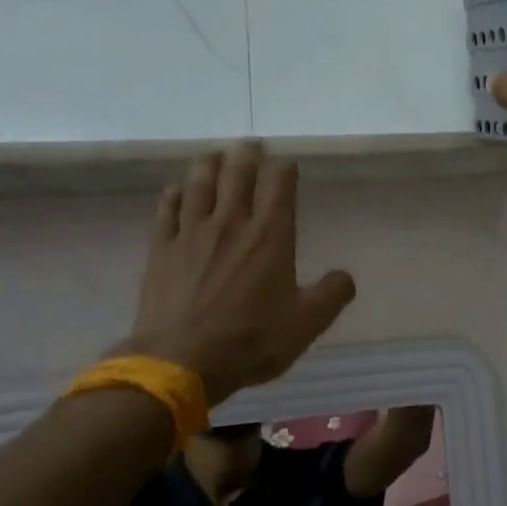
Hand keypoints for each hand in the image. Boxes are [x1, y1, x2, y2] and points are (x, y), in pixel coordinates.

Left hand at [123, 144, 355, 402]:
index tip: (287, 164)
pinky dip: (174, 195)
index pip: (279, 184)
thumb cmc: (250, 340)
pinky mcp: (161, 249)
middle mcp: (231, 223)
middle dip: (246, 154)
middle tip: (250, 144)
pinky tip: (177, 190)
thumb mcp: (306, 324)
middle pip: (237, 174)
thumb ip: (332, 295)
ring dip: (209, 164)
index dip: (284, 168)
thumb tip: (345, 276)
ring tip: (214, 155)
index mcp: (270, 235)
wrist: (181, 361)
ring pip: (200, 184)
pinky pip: (167, 210)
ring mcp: (192, 233)